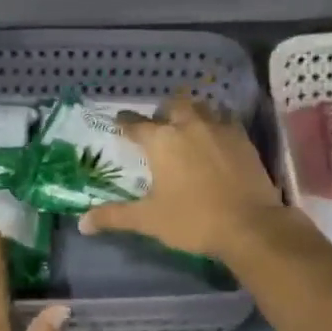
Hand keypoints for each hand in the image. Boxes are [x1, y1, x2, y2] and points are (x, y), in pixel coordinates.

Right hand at [77, 93, 287, 260]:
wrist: (249, 225)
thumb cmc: (193, 220)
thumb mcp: (148, 220)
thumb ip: (114, 216)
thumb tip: (82, 223)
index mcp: (161, 141)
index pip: (135, 124)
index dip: (125, 123)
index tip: (119, 122)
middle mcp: (189, 125)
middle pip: (173, 105)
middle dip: (164, 112)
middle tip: (160, 126)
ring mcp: (220, 129)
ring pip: (202, 107)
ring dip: (192, 112)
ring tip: (189, 126)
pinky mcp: (243, 139)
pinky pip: (227, 120)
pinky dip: (218, 123)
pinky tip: (217, 137)